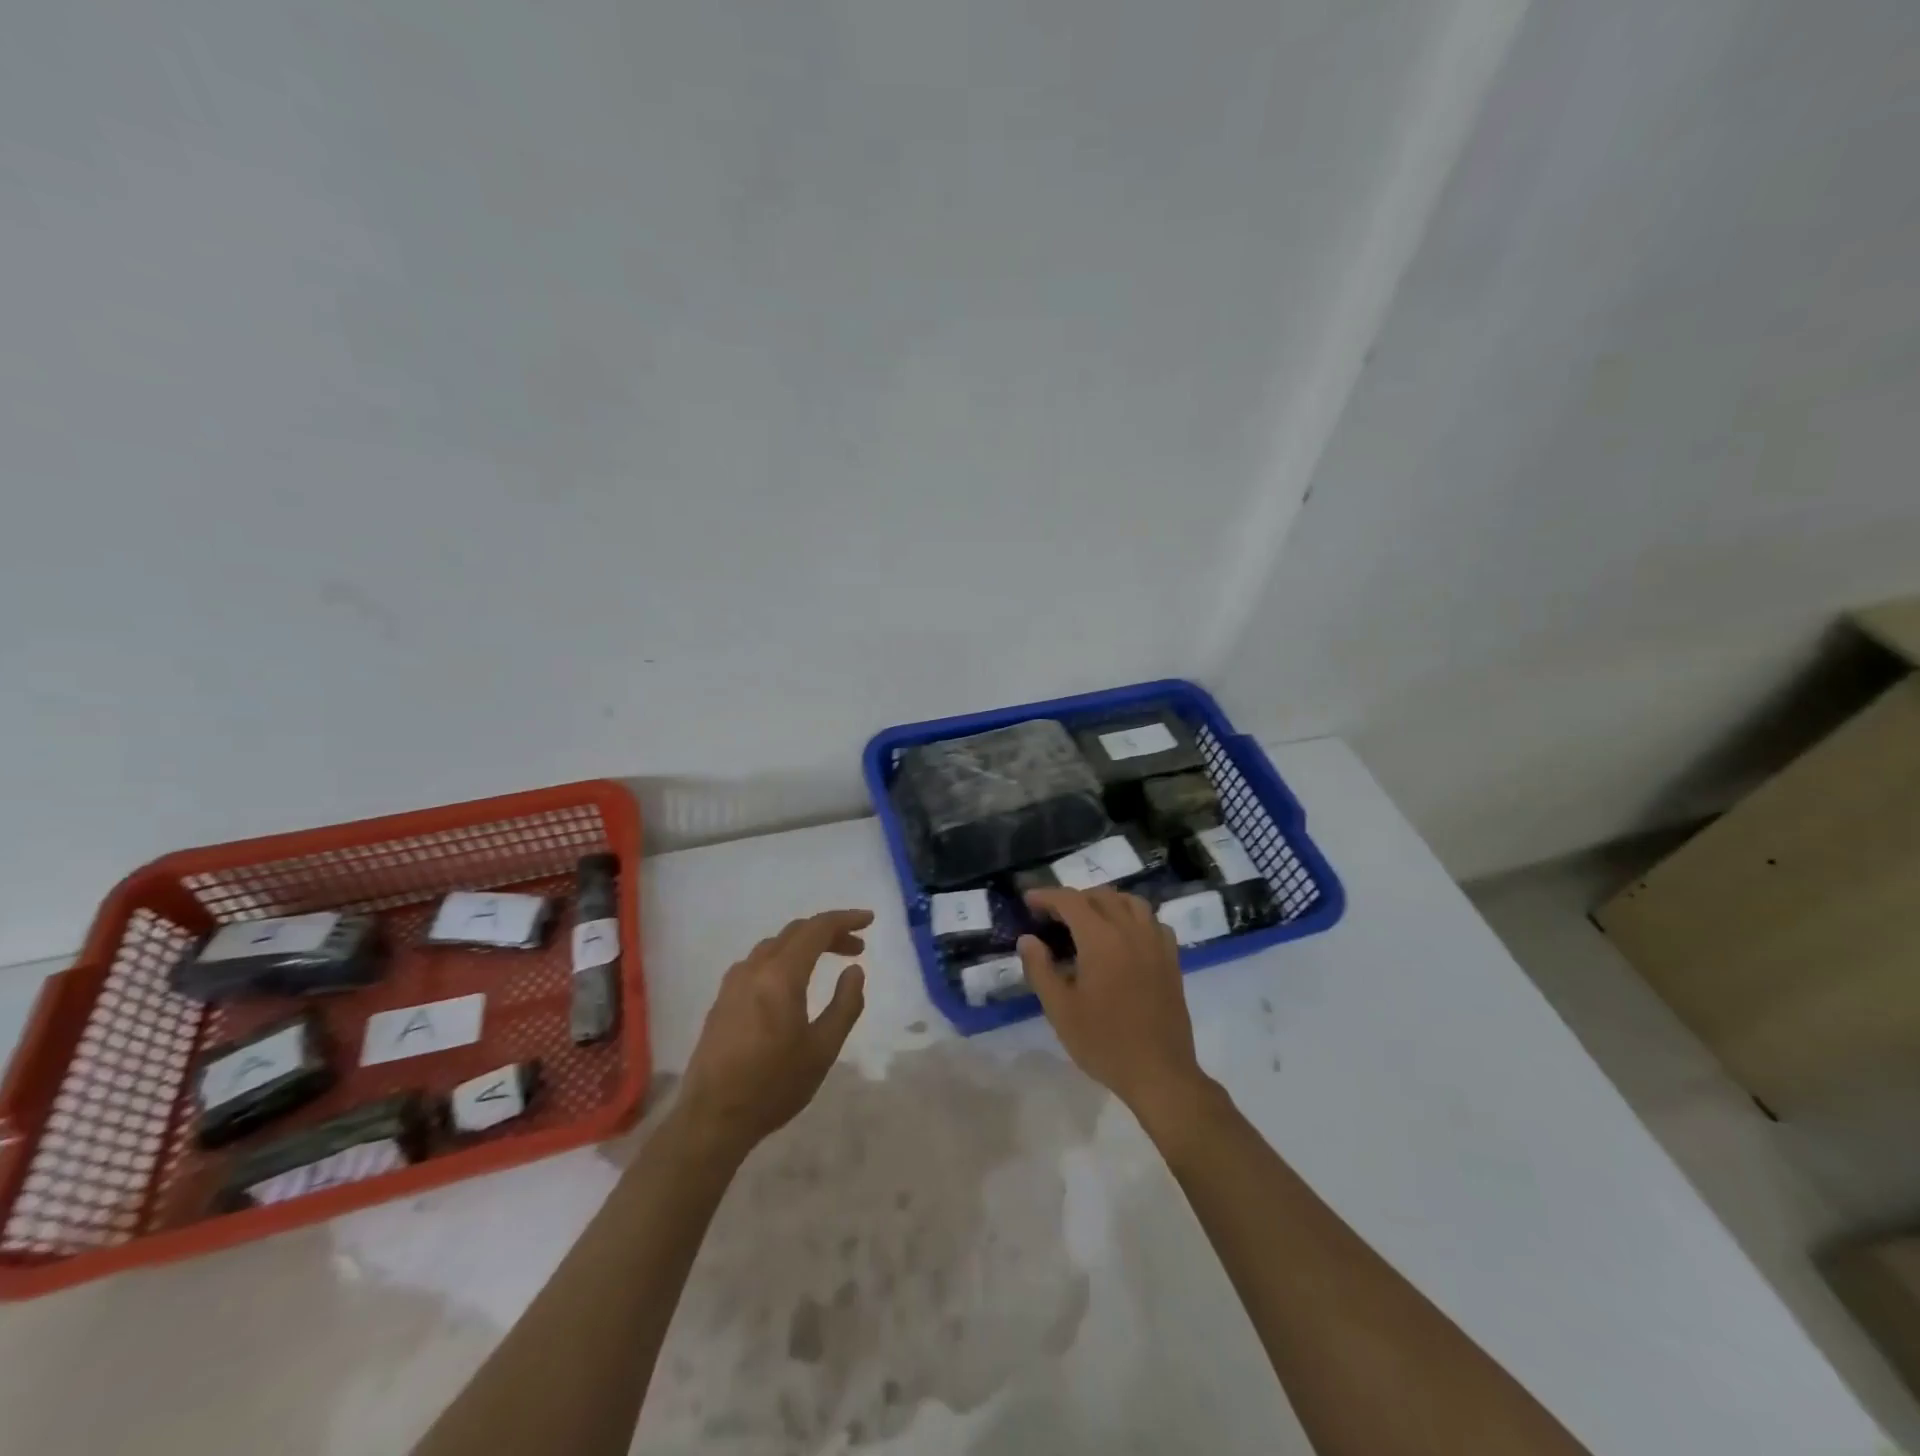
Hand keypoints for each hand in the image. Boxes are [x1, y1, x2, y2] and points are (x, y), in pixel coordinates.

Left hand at [676, 909, 869, 1162]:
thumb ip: (845, 1005)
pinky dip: (784, 958)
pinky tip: (792, 983)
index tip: (869, 920)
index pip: (817, 929)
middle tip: (856, 948)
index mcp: (781, 975)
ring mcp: (733, 982)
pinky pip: (758, 962)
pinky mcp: (722, 999)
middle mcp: (754, 968)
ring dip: (805, 945)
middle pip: (796, 932)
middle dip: (829, 932)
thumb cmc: (774, 1085)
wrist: (712, 1118)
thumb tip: (854, 970)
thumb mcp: (823, 1049)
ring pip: (775, 945)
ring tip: (827, 961)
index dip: (845, 919)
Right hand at [1018, 889, 1212, 1129]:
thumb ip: (1040, 969)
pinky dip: (1133, 918)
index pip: (1071, 901)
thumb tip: (1027, 939)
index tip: (1028, 900)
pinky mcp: (1171, 959)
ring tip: (1087, 920)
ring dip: (1105, 902)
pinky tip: (1123, 937)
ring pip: (1131, 903)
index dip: (1047, 896)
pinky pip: (1153, 922)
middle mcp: (1131, 931)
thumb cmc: (1104, 1042)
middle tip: (1052, 916)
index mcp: (1101, 939)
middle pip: (1101, 896)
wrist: (1159, 1073)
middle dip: (1073, 899)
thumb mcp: (1060, 1010)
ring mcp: (1156, 944)